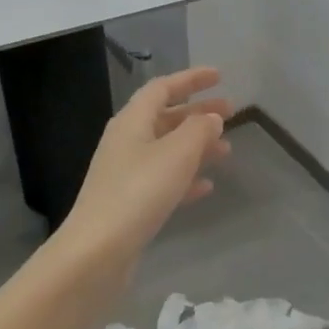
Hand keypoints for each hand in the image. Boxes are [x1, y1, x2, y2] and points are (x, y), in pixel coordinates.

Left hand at [62, 67, 231, 258]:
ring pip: (167, 149)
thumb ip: (199, 130)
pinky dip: (186, 178)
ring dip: (197, 146)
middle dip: (198, 113)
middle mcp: (126, 142)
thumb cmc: (139, 191)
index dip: (191, 79)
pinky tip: (206, 187)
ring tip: (226, 152)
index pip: (163, 88)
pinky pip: (163, 180)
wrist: (98, 251)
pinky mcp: (130, 203)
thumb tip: (211, 117)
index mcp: (132, 121)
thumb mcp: (177, 154)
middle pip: (166, 117)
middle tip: (231, 113)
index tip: (219, 77)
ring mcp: (126, 173)